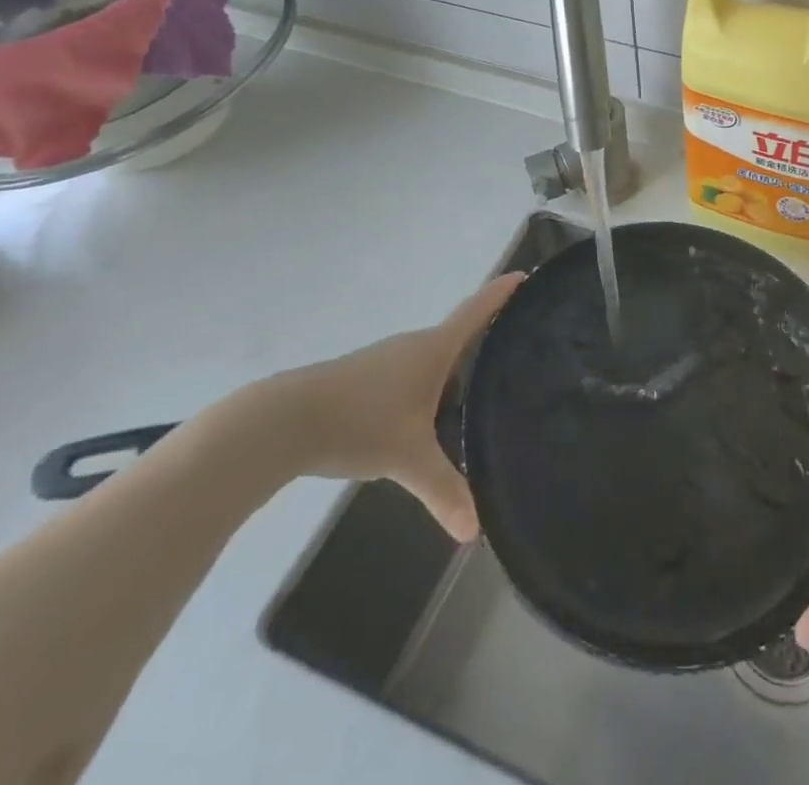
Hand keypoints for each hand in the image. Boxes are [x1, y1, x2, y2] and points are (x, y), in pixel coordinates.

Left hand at [258, 273, 521, 540]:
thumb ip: (443, 490)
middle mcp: (414, 346)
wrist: (283, 421)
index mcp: (434, 349)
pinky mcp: (365, 379)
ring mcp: (387, 361)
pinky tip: (425, 422)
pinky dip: (427, 391)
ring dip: (453, 374)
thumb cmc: (359, 422)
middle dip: (484, 344)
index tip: (525, 276)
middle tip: (515, 357)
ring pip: (432, 363)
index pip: (477, 311)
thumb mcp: (408, 458)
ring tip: (476, 398)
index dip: (502, 293)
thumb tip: (474, 533)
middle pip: (458, 338)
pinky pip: (411, 377)